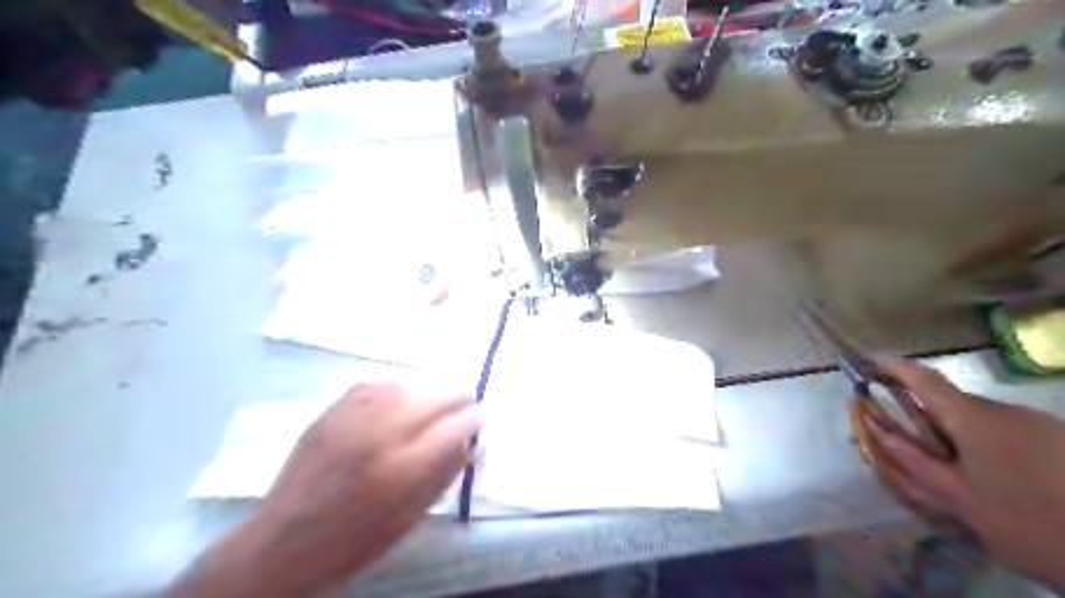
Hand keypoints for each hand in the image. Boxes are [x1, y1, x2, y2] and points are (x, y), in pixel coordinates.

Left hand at [165, 380, 477, 594]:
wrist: (282, 543)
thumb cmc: (354, 541)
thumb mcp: (410, 518)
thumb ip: (444, 475)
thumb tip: (472, 444)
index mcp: (402, 470)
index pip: (455, 427)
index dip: (474, 419)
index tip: (481, 419)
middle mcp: (380, 434)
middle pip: (434, 397)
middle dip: (459, 397)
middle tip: (466, 405)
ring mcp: (352, 418)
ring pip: (407, 384)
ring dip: (430, 389)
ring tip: (438, 398)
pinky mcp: (332, 412)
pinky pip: (375, 383)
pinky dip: (399, 385)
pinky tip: (405, 394)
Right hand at [859, 361, 1064, 584]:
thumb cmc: (1025, 525)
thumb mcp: (956, 497)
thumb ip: (911, 458)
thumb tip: (875, 427)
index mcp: (976, 420)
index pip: (924, 379)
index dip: (892, 366)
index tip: (867, 361)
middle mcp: (1008, 411)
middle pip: (952, 401)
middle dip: (926, 415)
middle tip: (912, 444)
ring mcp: (1039, 423)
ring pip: (980, 416)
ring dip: (958, 432)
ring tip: (959, 472)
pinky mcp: (1059, 438)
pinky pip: (1007, 428)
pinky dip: (987, 441)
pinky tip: (997, 477)